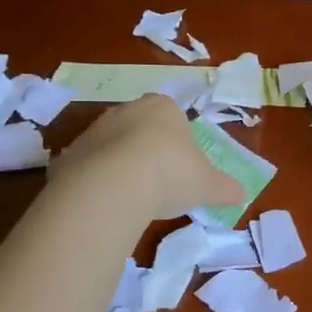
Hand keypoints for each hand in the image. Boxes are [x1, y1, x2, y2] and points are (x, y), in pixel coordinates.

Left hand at [52, 94, 243, 221]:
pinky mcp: (68, 155)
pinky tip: (107, 203)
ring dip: (121, 164)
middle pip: (140, 127)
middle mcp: (126, 110)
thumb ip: (226, 188)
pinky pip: (88, 167)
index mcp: (163, 108)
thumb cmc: (171, 174)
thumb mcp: (208, 185)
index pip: (173, 115)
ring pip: (112, 146)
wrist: (112, 186)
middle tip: (159, 181)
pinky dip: (97, 182)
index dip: (179, 140)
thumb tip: (243, 194)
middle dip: (148, 150)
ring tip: (133, 196)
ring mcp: (93, 131)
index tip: (183, 166)